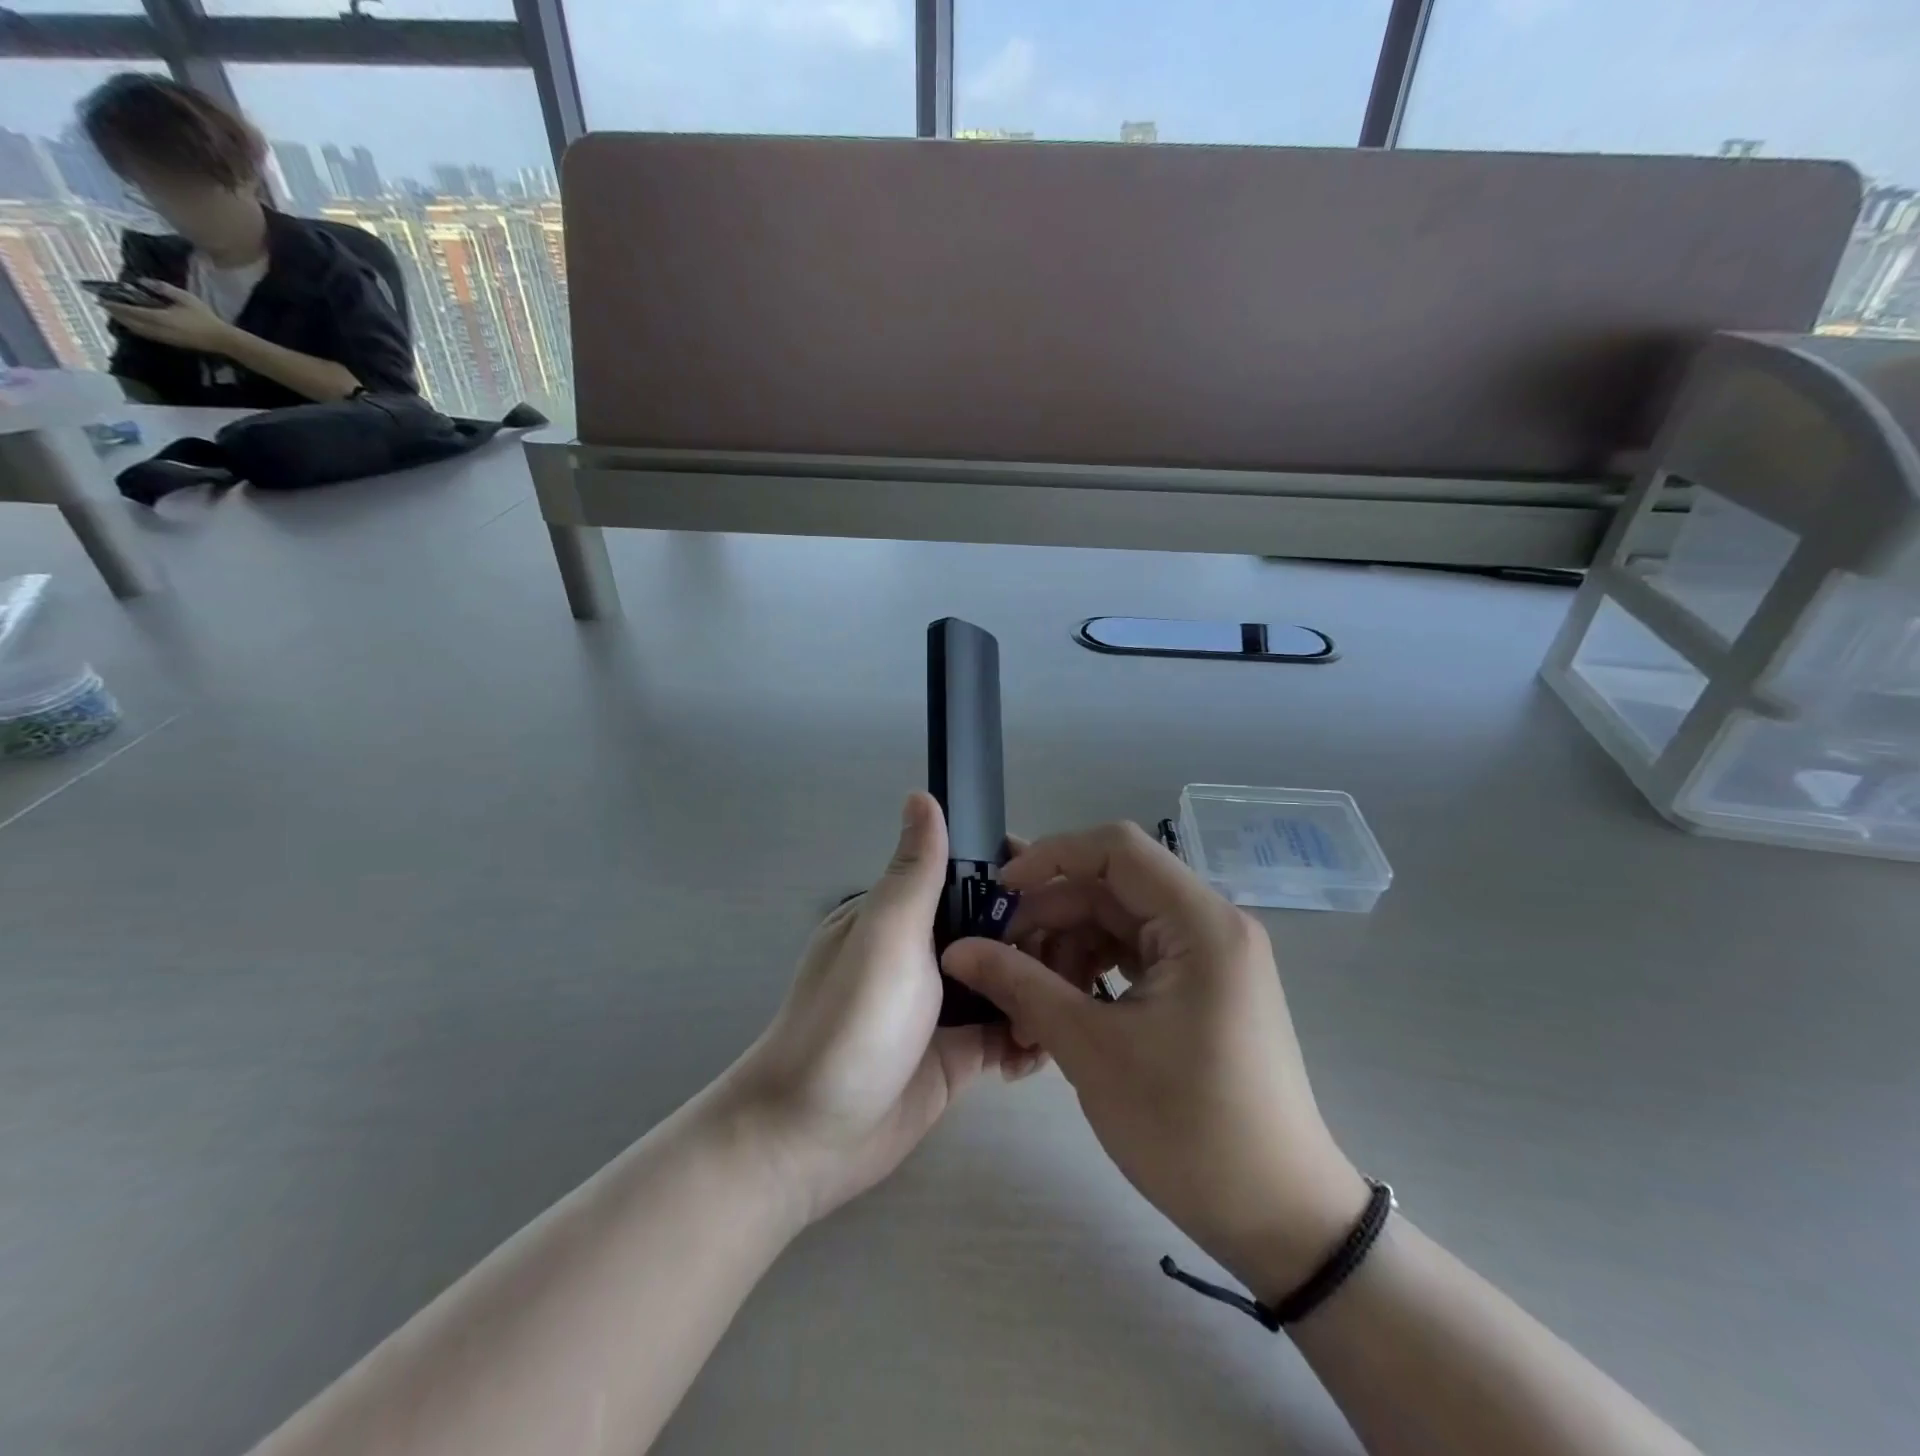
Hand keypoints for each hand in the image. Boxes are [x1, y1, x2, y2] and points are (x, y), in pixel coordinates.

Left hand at [101, 280, 234, 352]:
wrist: (223, 340)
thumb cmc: (205, 318)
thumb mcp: (185, 298)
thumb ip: (162, 288)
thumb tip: (142, 281)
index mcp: (158, 317)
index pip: (129, 310)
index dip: (113, 304)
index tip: (100, 297)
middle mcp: (157, 328)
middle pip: (129, 322)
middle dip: (116, 314)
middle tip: (105, 306)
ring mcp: (164, 337)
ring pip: (137, 330)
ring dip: (125, 322)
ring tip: (117, 315)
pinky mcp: (171, 342)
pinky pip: (147, 334)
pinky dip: (137, 329)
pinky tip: (135, 325)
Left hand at [721, 793, 1037, 1225]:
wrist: (809, 1139)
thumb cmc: (850, 1023)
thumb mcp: (885, 935)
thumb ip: (916, 871)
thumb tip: (922, 794)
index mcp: (902, 916)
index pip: (969, 880)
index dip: (1014, 880)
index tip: (1062, 889)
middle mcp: (924, 955)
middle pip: (995, 933)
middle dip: (1037, 942)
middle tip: (1082, 961)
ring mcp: (940, 1008)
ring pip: (1005, 984)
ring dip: (1037, 992)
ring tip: (1074, 1005)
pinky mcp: (956, 1056)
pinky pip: (1003, 1036)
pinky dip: (1026, 1038)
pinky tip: (1044, 1049)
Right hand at [942, 822, 1368, 1303]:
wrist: (1279, 1219)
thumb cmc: (1188, 1127)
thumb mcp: (1092, 1049)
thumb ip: (1020, 985)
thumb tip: (957, 950)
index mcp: (1200, 922)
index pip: (1116, 849)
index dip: (1051, 857)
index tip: (999, 894)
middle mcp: (1210, 925)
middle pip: (1113, 890)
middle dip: (1050, 919)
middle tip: (999, 963)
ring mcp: (1209, 958)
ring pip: (1118, 925)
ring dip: (1066, 953)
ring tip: (1026, 1005)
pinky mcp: (1203, 989)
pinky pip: (1135, 959)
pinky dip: (1092, 976)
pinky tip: (1059, 1012)